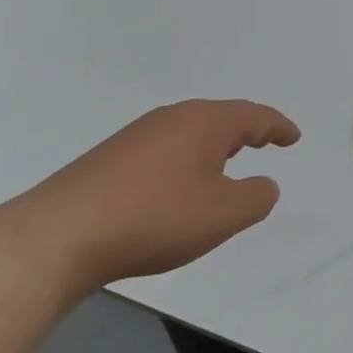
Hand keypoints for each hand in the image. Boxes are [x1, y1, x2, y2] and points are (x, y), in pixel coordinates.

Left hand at [0, 99, 300, 296]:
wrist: (58, 236)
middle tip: (265, 142)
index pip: (254, 116)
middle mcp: (172, 119)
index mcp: (205, 123)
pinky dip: (186, 161)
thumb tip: (263, 184)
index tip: (293, 137)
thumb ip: (257, 196)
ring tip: (227, 164)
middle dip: (246, 131)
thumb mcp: (224, 214)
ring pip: (190, 133)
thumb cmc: (155, 217)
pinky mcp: (110, 159)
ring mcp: (136, 137)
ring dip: (214, 147)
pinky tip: (179, 186)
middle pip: (220, 117)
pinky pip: (165, 150)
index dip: (278, 126)